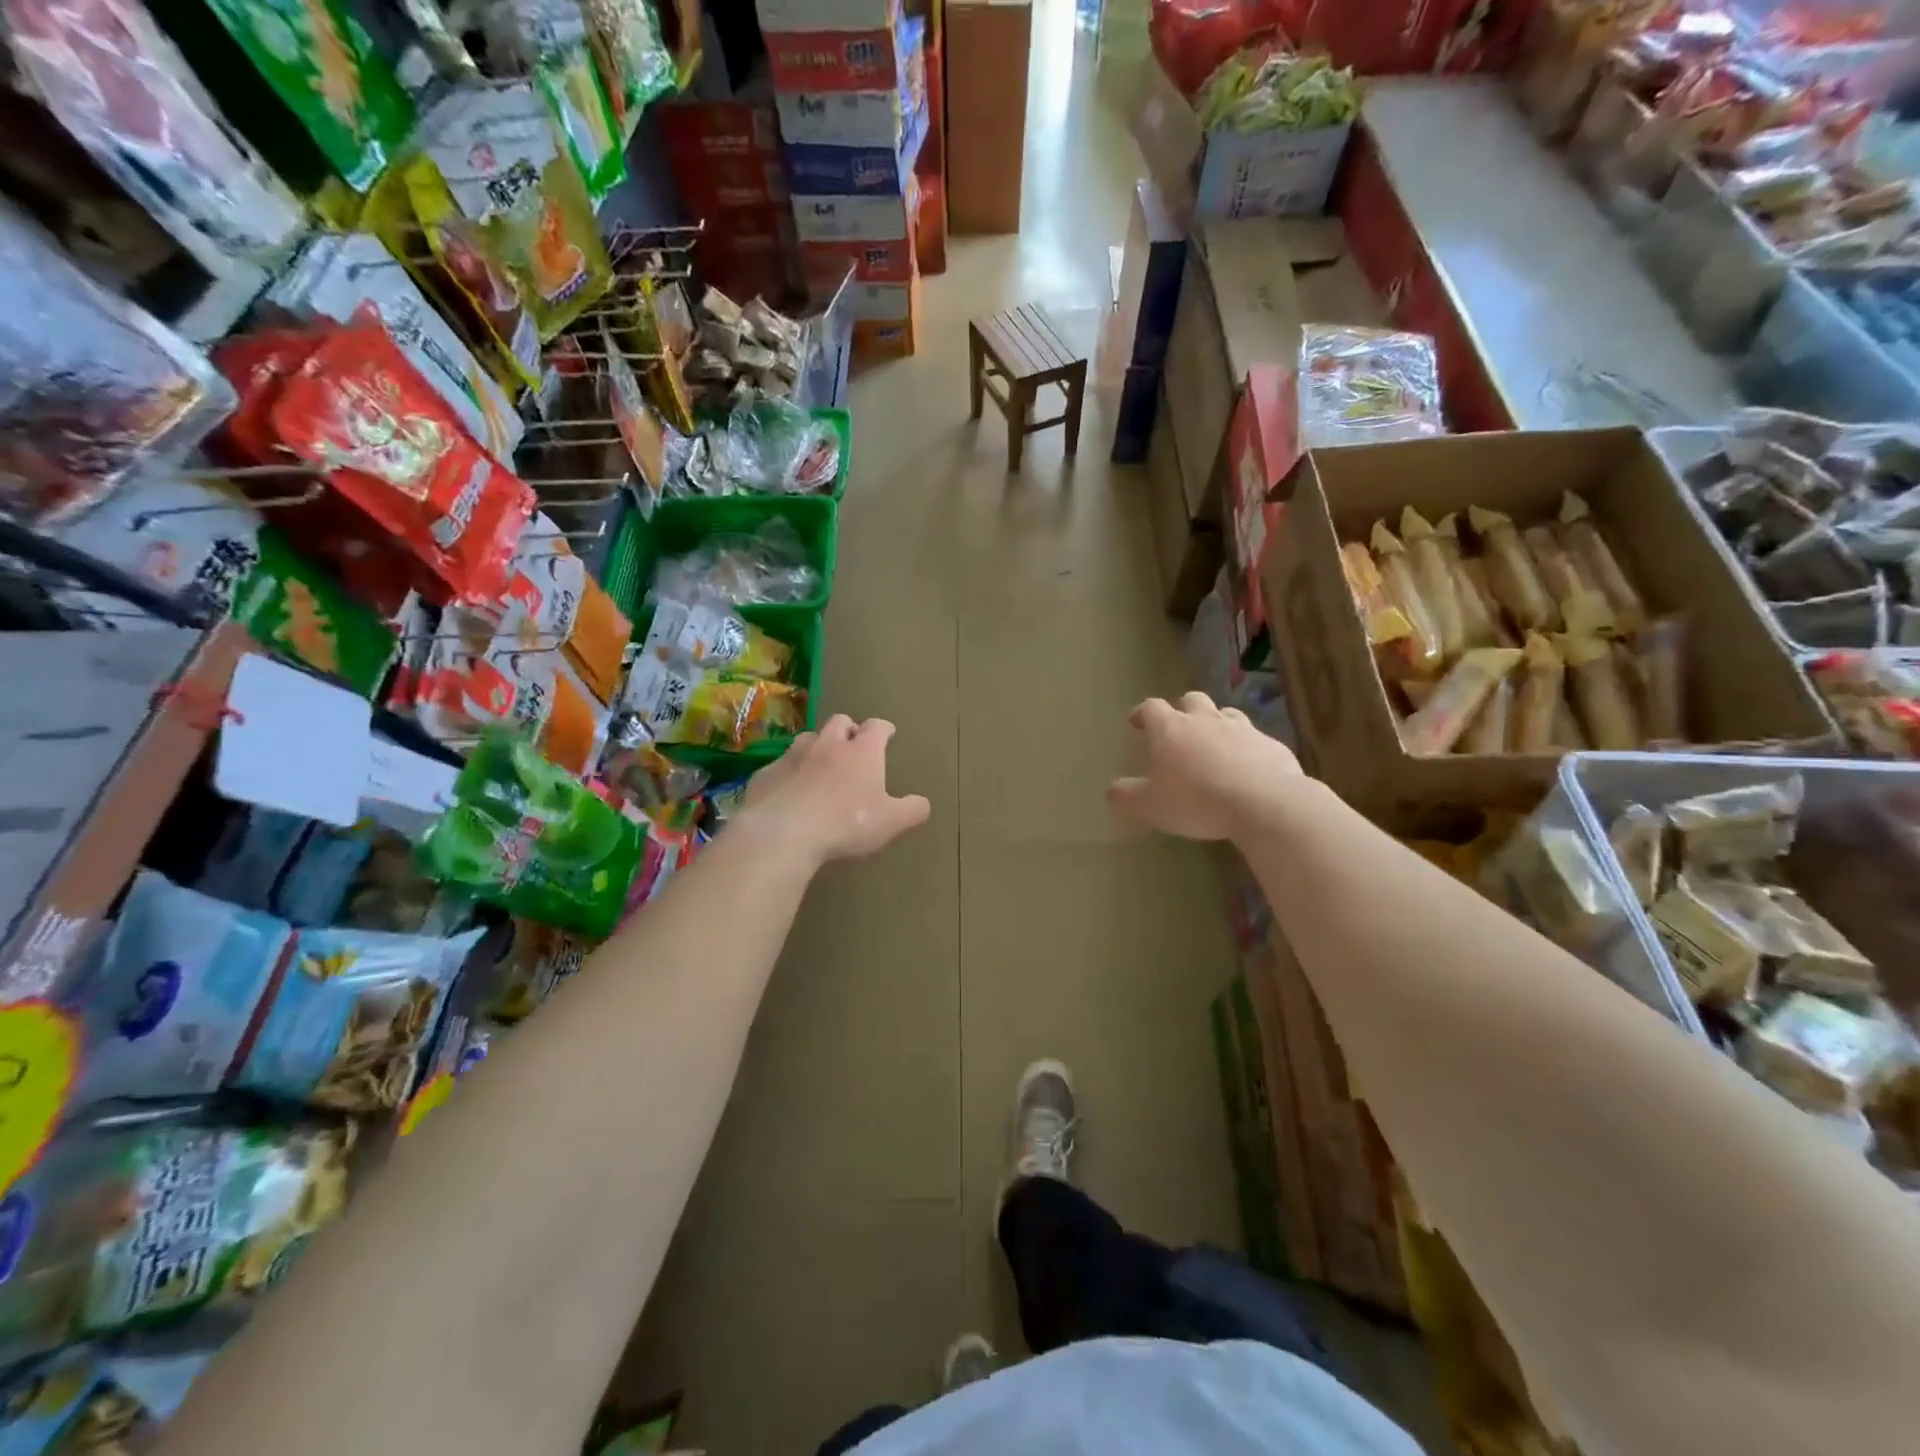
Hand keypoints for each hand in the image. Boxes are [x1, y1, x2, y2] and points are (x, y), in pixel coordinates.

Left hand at [737, 715, 930, 866]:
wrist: (783, 833)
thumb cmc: (845, 823)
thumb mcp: (890, 822)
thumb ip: (911, 810)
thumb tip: (923, 803)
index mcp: (862, 752)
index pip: (877, 727)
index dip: (884, 729)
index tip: (887, 733)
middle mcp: (827, 744)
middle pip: (840, 722)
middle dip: (849, 729)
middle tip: (853, 745)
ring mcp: (792, 756)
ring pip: (807, 739)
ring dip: (816, 747)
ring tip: (819, 765)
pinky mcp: (766, 774)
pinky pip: (779, 767)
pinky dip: (788, 774)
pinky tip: (788, 791)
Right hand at [1108, 693, 1300, 841]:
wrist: (1264, 803)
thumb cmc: (1196, 800)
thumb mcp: (1150, 805)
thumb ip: (1127, 796)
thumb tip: (1112, 790)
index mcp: (1170, 729)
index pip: (1150, 707)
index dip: (1142, 713)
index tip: (1136, 722)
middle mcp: (1205, 720)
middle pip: (1191, 700)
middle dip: (1182, 709)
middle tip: (1177, 728)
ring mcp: (1242, 728)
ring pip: (1225, 713)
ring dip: (1216, 723)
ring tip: (1213, 744)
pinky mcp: (1270, 744)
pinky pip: (1253, 738)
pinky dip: (1245, 747)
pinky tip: (1245, 767)